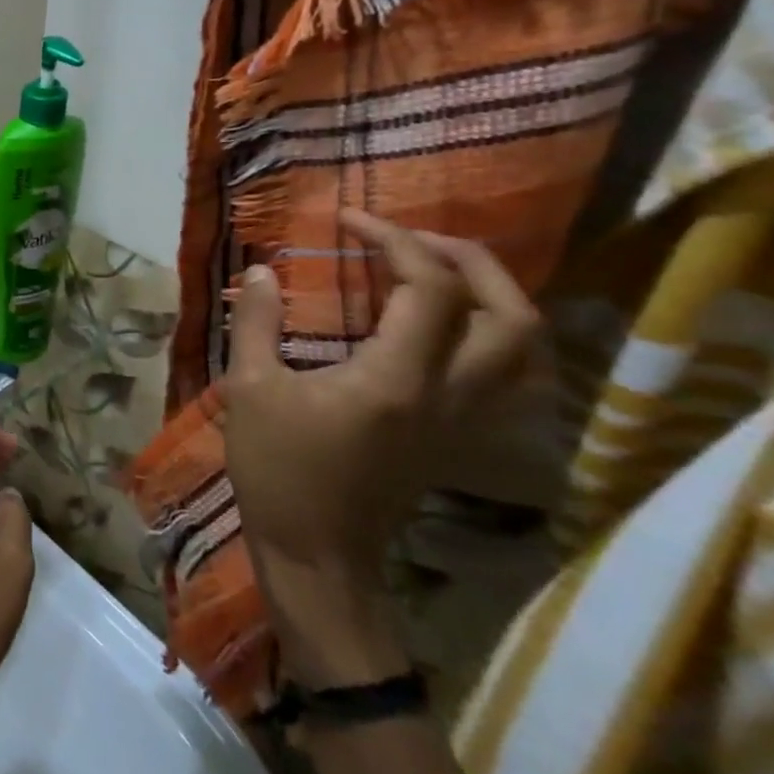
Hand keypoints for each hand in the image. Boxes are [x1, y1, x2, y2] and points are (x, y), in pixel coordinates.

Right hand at [223, 210, 537, 680]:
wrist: (318, 554)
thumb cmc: (279, 469)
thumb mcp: (249, 389)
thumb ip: (256, 324)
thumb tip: (261, 273)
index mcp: (395, 378)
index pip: (429, 289)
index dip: (395, 240)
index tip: (351, 220)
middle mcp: (449, 395)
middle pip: (507, 314)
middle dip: (467, 259)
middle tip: (410, 238)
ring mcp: (464, 420)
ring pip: (525, 349)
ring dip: (493, 295)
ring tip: (438, 271)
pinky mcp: (460, 438)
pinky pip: (509, 376)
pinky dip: (492, 335)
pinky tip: (447, 325)